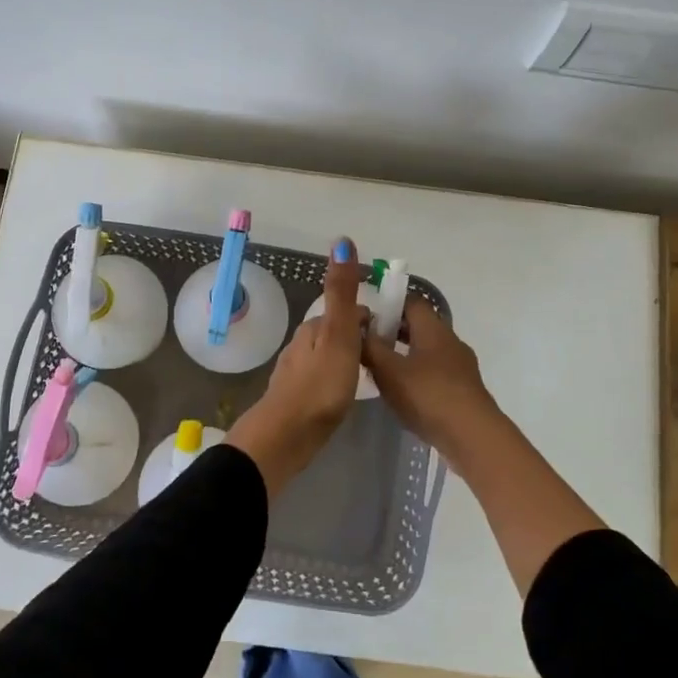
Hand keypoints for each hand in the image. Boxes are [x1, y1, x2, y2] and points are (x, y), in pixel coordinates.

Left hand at [228, 241, 368, 496]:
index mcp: (314, 328)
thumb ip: (342, 291)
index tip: (392, 335)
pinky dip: (336, 380)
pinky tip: (344, 396)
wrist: (286, 436)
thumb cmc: (319, 385)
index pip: (347, 312)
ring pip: (328, 356)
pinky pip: (322, 380)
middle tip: (385, 357)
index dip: (369, 319)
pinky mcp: (296, 399)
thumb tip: (342, 240)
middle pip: (336, 332)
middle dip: (358, 338)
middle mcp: (302, 344)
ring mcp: (296, 372)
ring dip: (347, 359)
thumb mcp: (338, 334)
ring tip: (369, 376)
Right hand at [363, 298, 505, 461]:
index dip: (388, 303)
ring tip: (378, 369)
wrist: (473, 437)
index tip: (365, 315)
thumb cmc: (428, 395)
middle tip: (365, 342)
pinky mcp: (463, 390)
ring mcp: (460, 366)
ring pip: (426, 350)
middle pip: (419, 325)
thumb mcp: (389, 371)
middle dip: (392, 330)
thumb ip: (370, 347)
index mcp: (433, 328)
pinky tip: (401, 393)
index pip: (411, 301)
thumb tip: (357, 328)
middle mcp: (450, 341)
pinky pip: (435, 372)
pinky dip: (416, 375)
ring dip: (403, 354)